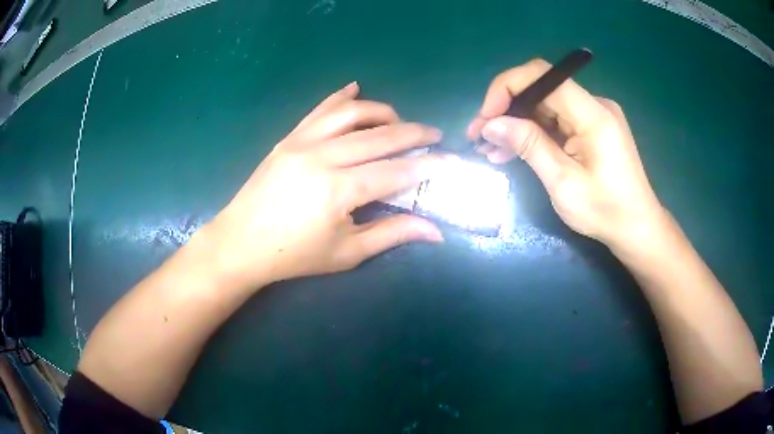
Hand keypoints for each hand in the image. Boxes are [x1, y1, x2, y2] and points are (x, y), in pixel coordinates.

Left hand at [207, 82, 448, 289]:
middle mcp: (323, 157)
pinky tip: (355, 89)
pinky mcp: (289, 138)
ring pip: (351, 113)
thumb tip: (436, 231)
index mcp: (338, 190)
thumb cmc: (294, 255)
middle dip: (414, 133)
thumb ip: (392, 234)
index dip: (427, 166)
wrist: (241, 243)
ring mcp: (302, 142)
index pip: (396, 171)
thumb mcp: (346, 252)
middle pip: (379, 135)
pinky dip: (341, 98)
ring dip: (382, 112)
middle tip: (434, 134)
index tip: (450, 161)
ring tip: (399, 121)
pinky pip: (319, 110)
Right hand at [467, 59, 667, 250]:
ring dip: (517, 123)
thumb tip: (490, 124)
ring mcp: (594, 115)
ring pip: (545, 105)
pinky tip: (514, 150)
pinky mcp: (592, 127)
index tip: (485, 117)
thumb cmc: (605, 212)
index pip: (541, 75)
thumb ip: (528, 146)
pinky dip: (534, 132)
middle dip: (506, 108)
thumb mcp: (563, 183)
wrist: (636, 227)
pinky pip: (556, 120)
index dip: (506, 87)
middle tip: (479, 136)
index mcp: (593, 114)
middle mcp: (594, 104)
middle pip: (541, 88)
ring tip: (491, 149)